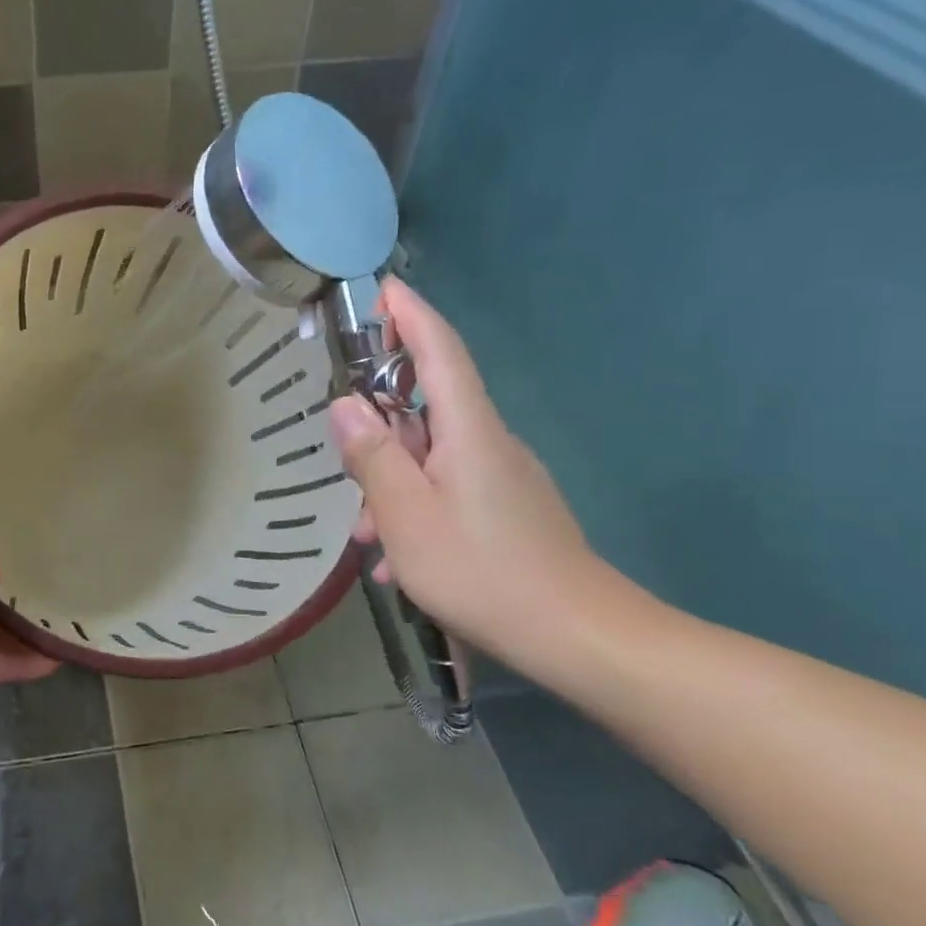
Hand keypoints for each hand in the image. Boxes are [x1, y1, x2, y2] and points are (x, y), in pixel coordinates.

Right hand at [329, 278, 602, 657]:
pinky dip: (417, 509)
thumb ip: (373, 456)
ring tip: (367, 536)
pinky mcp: (509, 509)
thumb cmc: (482, 570)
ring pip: (433, 458)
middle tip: (346, 463)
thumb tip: (345, 405)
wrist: (580, 636)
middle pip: (427, 408)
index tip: (384, 288)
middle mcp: (490, 441)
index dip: (411, 315)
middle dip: (380, 428)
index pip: (440, 350)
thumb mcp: (406, 514)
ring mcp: (503, 477)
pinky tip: (398, 560)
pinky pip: (449, 490)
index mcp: (468, 429)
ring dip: (392, 483)